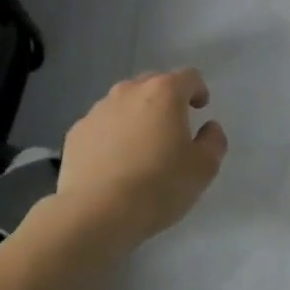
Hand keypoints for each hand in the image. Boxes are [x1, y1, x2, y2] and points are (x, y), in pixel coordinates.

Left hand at [54, 69, 228, 248]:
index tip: (200, 109)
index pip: (188, 77)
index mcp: (164, 93)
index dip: (198, 90)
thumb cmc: (158, 186)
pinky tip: (114, 163)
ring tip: (141, 148)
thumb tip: (209, 128)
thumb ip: (213, 141)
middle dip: (166, 100)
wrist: (96, 213)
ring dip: (136, 116)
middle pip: (153, 84)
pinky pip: (102, 125)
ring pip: (124, 103)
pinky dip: (112, 135)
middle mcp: (128, 91)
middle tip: (172, 128)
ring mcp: (97, 110)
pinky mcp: (76, 133)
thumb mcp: (203, 168)